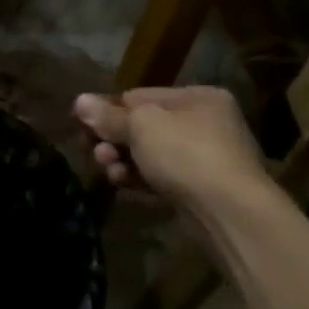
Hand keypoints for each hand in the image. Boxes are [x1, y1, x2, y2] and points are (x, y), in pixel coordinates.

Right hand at [73, 86, 273, 214]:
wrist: (229, 212)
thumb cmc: (185, 153)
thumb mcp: (141, 125)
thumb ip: (108, 115)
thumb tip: (79, 101)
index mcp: (197, 98)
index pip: (140, 96)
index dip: (108, 110)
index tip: (83, 125)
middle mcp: (205, 123)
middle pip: (143, 127)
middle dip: (114, 140)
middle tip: (93, 152)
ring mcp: (205, 159)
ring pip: (150, 154)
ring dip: (122, 161)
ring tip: (107, 170)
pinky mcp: (199, 190)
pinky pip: (160, 178)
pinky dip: (139, 179)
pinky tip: (121, 183)